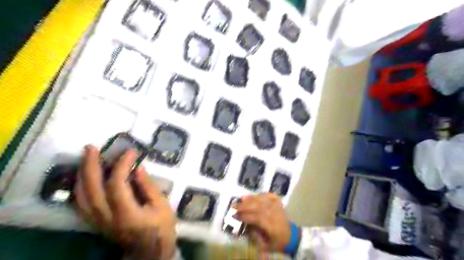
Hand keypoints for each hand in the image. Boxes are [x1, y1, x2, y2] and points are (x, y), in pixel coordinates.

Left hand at [74, 145, 175, 258]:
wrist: (149, 251)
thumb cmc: (161, 227)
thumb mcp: (162, 206)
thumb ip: (148, 187)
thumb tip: (138, 168)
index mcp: (127, 214)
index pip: (116, 185)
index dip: (121, 165)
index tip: (131, 152)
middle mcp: (107, 218)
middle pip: (91, 190)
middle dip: (89, 165)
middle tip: (91, 147)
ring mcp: (98, 222)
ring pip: (80, 197)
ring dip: (81, 174)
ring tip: (85, 157)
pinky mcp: (96, 223)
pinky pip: (80, 205)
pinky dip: (79, 188)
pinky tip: (83, 176)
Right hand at [234, 194, 290, 252]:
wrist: (291, 236)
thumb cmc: (276, 242)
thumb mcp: (265, 246)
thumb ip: (255, 236)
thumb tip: (245, 225)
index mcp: (272, 226)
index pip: (257, 218)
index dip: (245, 216)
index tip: (235, 216)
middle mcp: (275, 213)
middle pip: (259, 206)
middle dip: (245, 206)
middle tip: (234, 205)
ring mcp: (277, 206)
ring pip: (263, 200)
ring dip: (251, 198)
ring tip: (241, 198)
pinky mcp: (278, 202)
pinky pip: (269, 195)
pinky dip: (261, 194)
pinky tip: (253, 195)